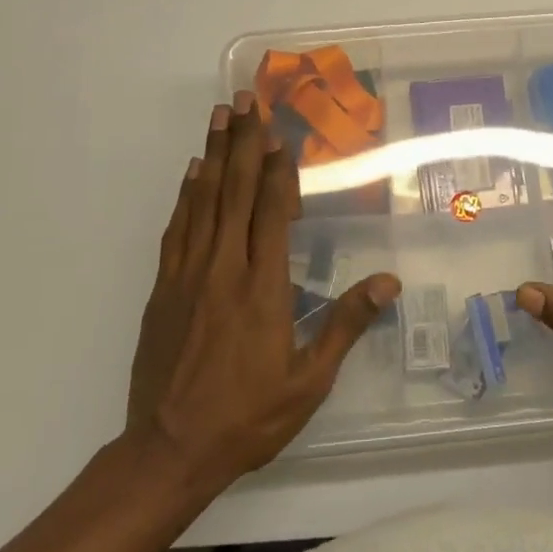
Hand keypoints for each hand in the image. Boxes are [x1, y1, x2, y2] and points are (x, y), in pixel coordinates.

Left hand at [126, 92, 399, 495]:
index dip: (276, 170)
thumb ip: (345, 324)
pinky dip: (186, 195)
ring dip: (213, 155)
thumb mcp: (309, 380)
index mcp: (263, 288)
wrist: (169, 451)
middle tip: (246, 100)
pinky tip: (192, 172)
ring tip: (219, 116)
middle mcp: (224, 269)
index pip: (270, 213)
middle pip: (234, 192)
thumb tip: (389, 282)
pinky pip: (177, 229)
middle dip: (243, 143)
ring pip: (202, 201)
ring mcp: (188, 276)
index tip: (279, 133)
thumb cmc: (248, 416)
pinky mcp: (164, 289)